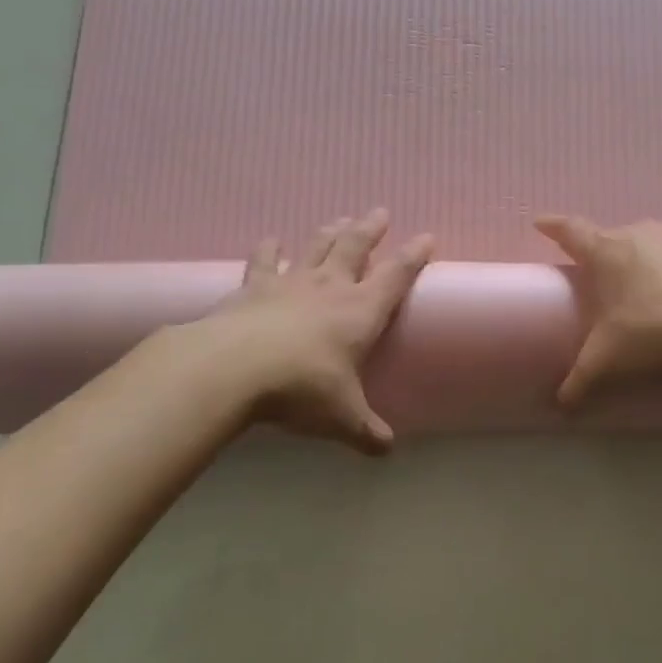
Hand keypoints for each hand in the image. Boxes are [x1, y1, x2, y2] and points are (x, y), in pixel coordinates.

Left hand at [211, 208, 433, 451]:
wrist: (235, 368)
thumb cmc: (302, 388)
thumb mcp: (343, 417)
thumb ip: (366, 431)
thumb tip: (387, 450)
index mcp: (361, 311)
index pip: (396, 276)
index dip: (414, 256)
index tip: (427, 237)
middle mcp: (330, 288)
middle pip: (355, 248)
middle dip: (370, 229)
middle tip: (380, 212)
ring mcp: (291, 283)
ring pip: (316, 247)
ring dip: (330, 232)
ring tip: (339, 219)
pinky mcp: (254, 287)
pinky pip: (266, 261)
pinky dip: (271, 249)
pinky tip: (272, 240)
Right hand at [535, 215, 661, 405]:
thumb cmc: (652, 328)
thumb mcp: (609, 356)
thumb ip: (581, 376)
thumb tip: (562, 405)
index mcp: (606, 252)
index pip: (570, 231)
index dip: (553, 226)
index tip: (540, 222)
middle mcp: (637, 233)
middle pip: (612, 238)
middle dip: (605, 254)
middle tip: (604, 278)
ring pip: (648, 242)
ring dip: (643, 259)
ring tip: (648, 288)